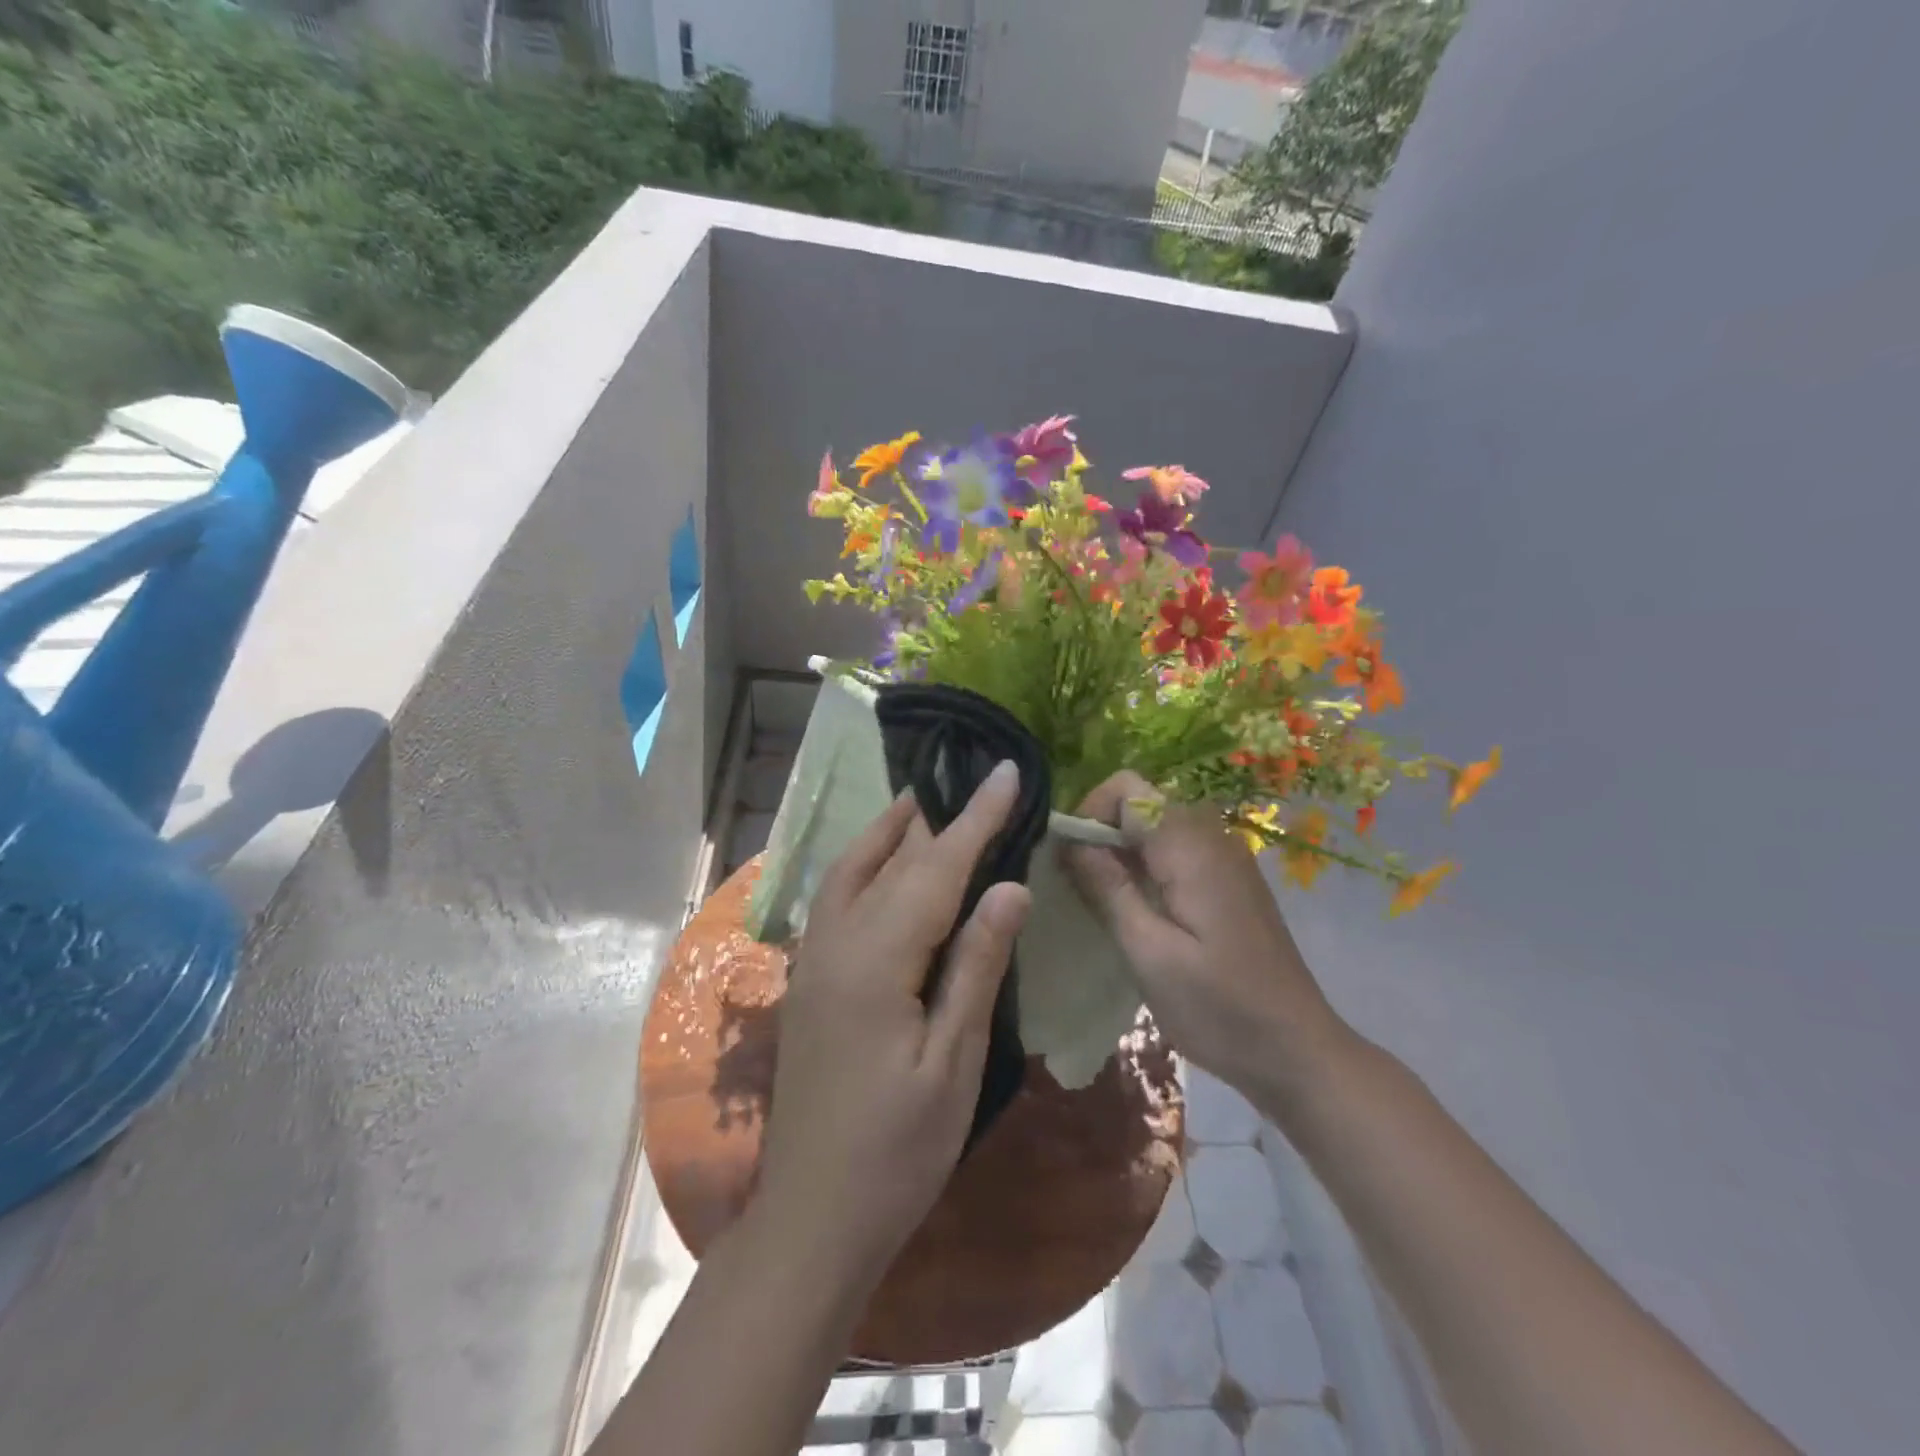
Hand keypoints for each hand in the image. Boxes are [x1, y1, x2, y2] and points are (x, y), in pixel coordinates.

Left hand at [755, 761, 1031, 1287]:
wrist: (814, 1216)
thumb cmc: (898, 1149)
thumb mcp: (954, 1061)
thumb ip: (977, 964)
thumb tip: (1010, 886)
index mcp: (877, 961)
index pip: (937, 869)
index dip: (976, 819)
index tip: (1005, 771)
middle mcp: (836, 944)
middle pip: (893, 861)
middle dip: (937, 818)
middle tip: (973, 780)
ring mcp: (814, 960)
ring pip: (852, 871)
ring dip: (889, 832)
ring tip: (924, 802)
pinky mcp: (809, 979)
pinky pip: (836, 898)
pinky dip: (863, 864)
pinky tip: (882, 865)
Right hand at [1060, 771, 1353, 1098]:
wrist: (1297, 1051)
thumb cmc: (1218, 1008)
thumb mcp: (1149, 953)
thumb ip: (1108, 888)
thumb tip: (1070, 840)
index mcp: (1190, 846)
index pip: (1126, 787)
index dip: (1089, 813)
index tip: (1071, 863)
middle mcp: (1211, 836)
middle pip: (1140, 801)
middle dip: (1101, 833)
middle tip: (1082, 888)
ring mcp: (1225, 856)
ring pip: (1155, 825)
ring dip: (1121, 852)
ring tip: (1105, 904)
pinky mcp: (1228, 879)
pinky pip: (1175, 849)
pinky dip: (1146, 866)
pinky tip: (1141, 913)